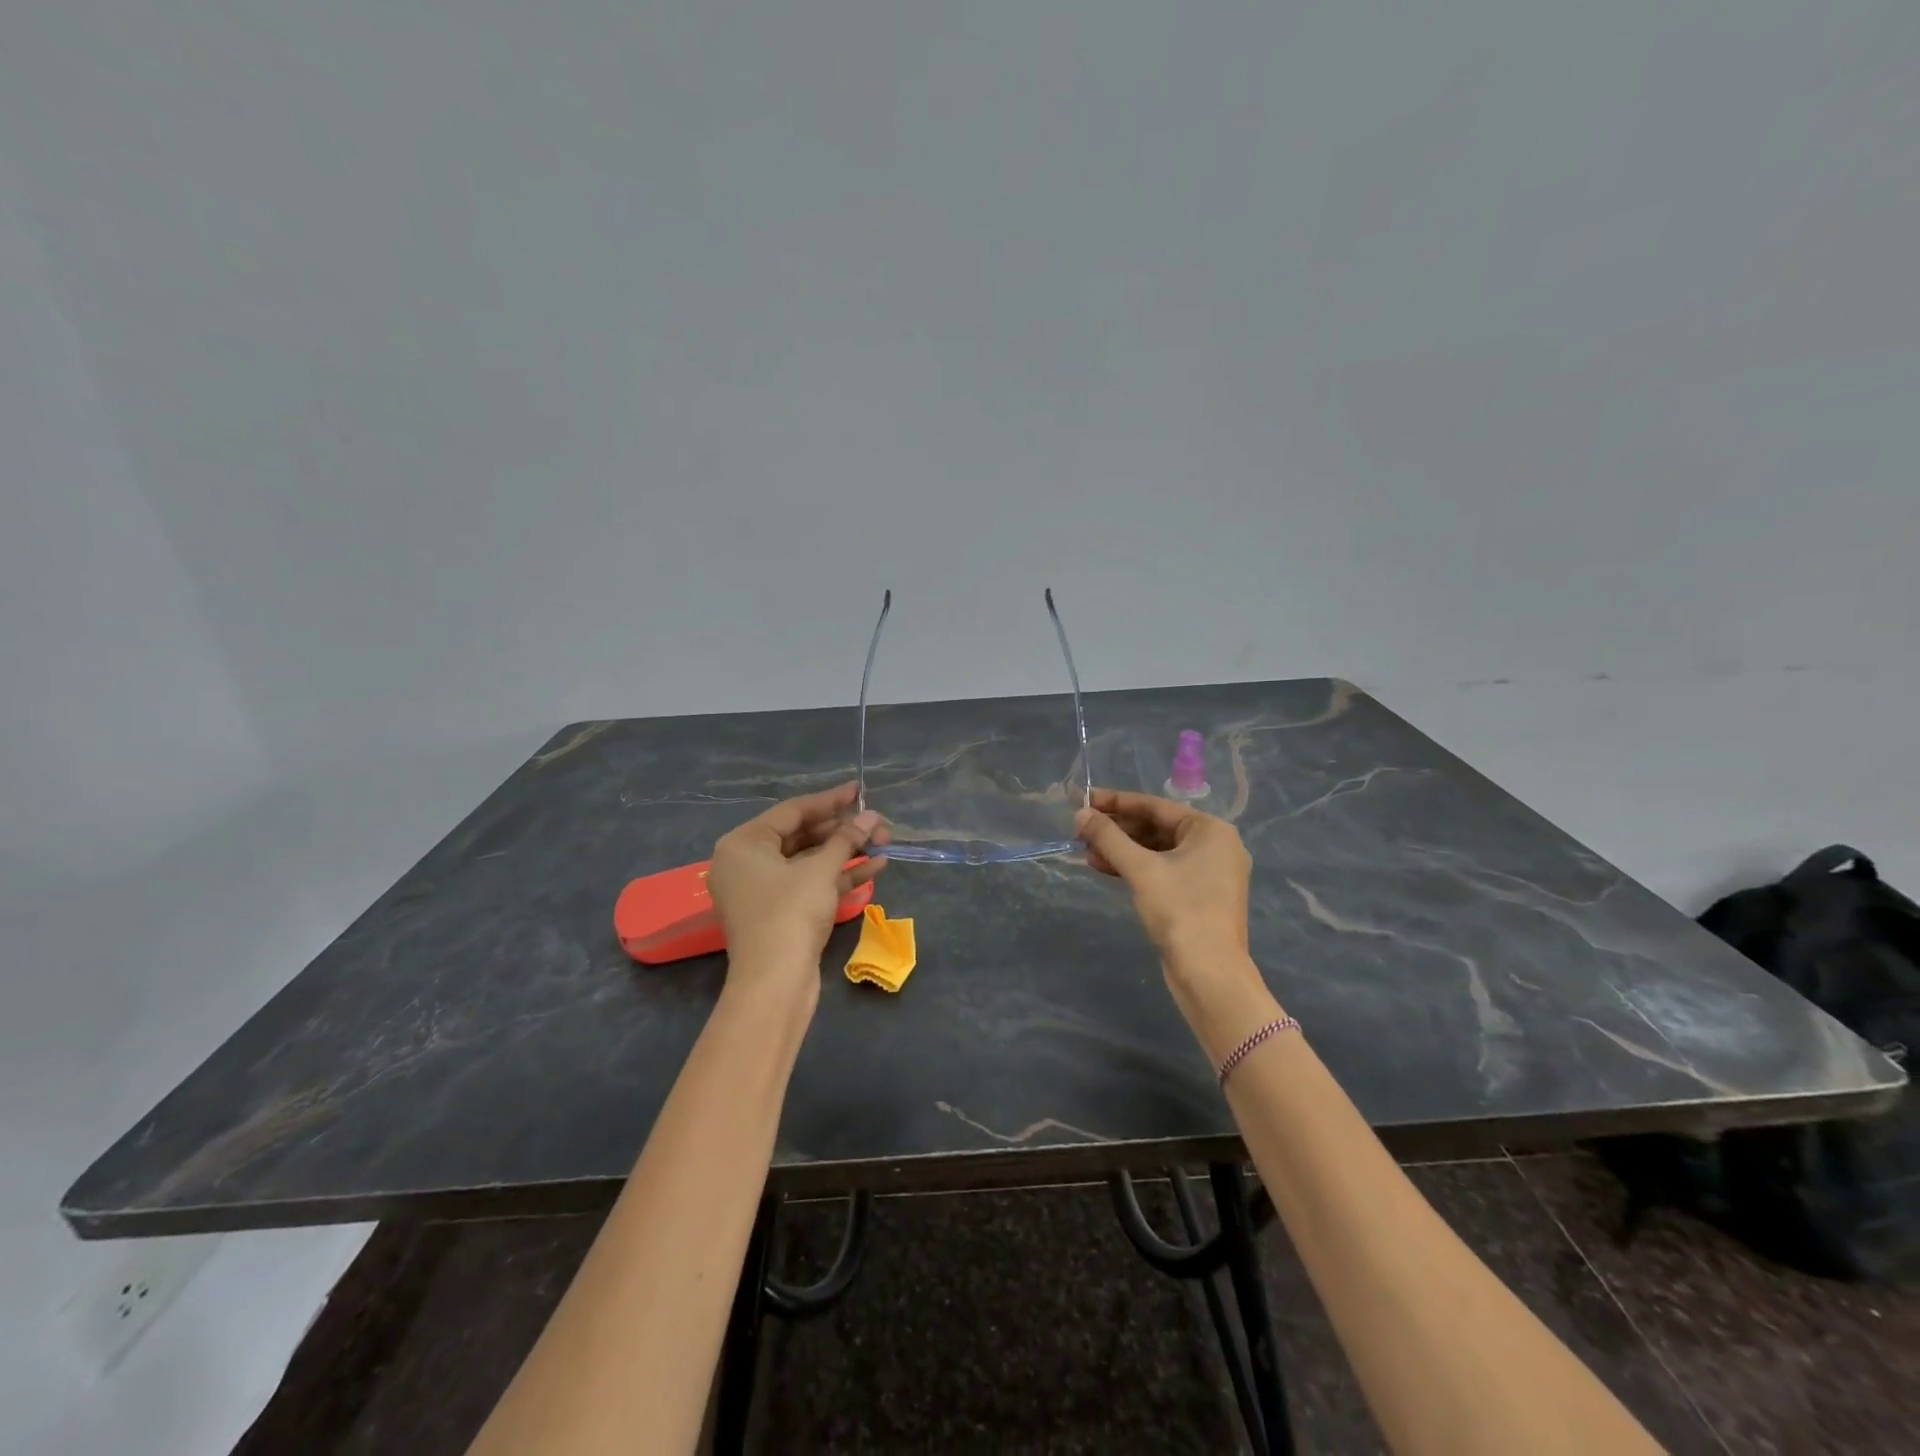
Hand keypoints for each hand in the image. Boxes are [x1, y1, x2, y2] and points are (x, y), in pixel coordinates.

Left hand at [708, 783, 887, 996]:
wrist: (775, 983)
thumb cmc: (790, 913)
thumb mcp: (821, 870)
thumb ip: (847, 839)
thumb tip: (872, 817)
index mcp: (743, 844)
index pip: (792, 811)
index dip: (830, 800)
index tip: (859, 790)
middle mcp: (746, 863)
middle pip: (801, 835)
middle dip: (843, 830)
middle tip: (878, 824)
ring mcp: (763, 890)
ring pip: (809, 861)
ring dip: (846, 852)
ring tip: (884, 842)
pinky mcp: (780, 913)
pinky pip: (809, 884)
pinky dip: (838, 876)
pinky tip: (875, 867)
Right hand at [1076, 788, 1251, 974]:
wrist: (1209, 972)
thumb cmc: (1179, 909)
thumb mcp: (1140, 869)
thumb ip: (1108, 837)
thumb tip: (1081, 813)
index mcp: (1210, 830)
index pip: (1155, 806)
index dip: (1116, 801)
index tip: (1085, 799)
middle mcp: (1215, 846)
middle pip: (1156, 827)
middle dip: (1117, 829)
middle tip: (1082, 829)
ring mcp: (1209, 874)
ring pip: (1157, 851)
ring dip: (1122, 850)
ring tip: (1087, 851)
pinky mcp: (1198, 897)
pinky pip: (1163, 871)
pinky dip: (1135, 868)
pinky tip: (1105, 868)